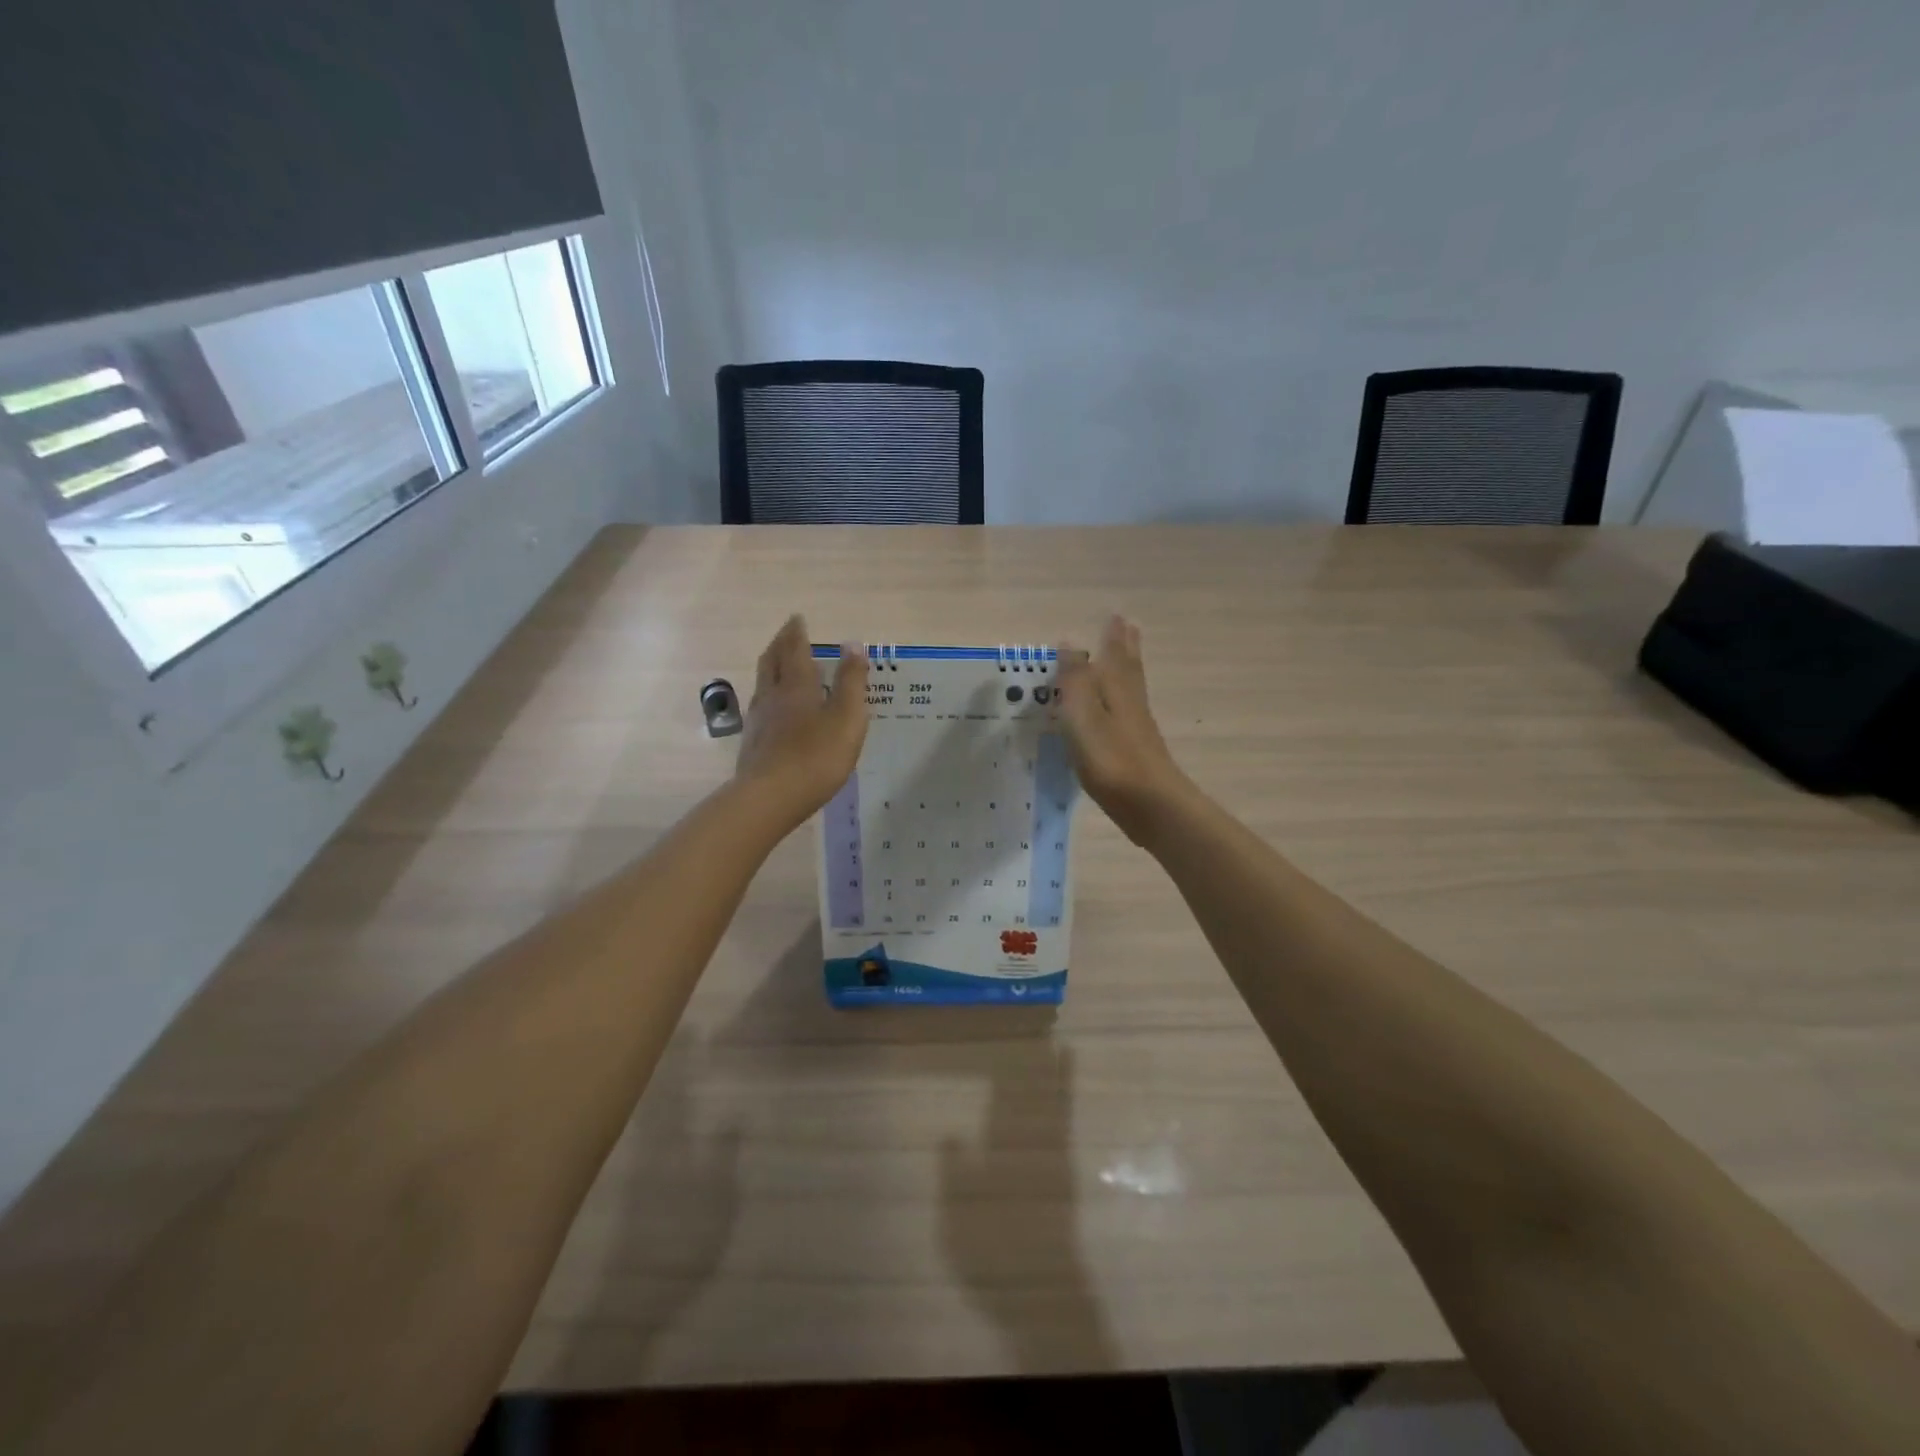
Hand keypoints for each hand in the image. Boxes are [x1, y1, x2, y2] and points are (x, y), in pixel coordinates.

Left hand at [734, 615, 868, 826]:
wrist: (770, 798)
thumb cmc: (816, 756)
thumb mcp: (847, 717)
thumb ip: (851, 681)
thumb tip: (853, 644)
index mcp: (797, 685)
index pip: (795, 650)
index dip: (797, 633)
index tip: (798, 618)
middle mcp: (772, 696)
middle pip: (772, 661)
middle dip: (780, 644)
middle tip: (787, 633)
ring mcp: (759, 720)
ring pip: (763, 684)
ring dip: (771, 668)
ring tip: (780, 664)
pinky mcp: (753, 743)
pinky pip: (761, 707)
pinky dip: (769, 695)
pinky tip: (774, 708)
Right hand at [1054, 616, 1193, 844]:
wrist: (1151, 805)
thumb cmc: (1111, 758)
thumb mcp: (1082, 715)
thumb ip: (1075, 679)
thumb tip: (1071, 640)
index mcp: (1115, 690)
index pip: (1113, 655)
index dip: (1113, 636)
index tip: (1116, 615)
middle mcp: (1130, 703)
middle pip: (1129, 668)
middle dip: (1126, 648)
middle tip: (1129, 627)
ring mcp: (1137, 728)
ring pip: (1132, 689)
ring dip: (1129, 670)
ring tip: (1128, 657)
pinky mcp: (1138, 751)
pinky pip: (1130, 712)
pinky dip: (1125, 700)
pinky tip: (1121, 711)